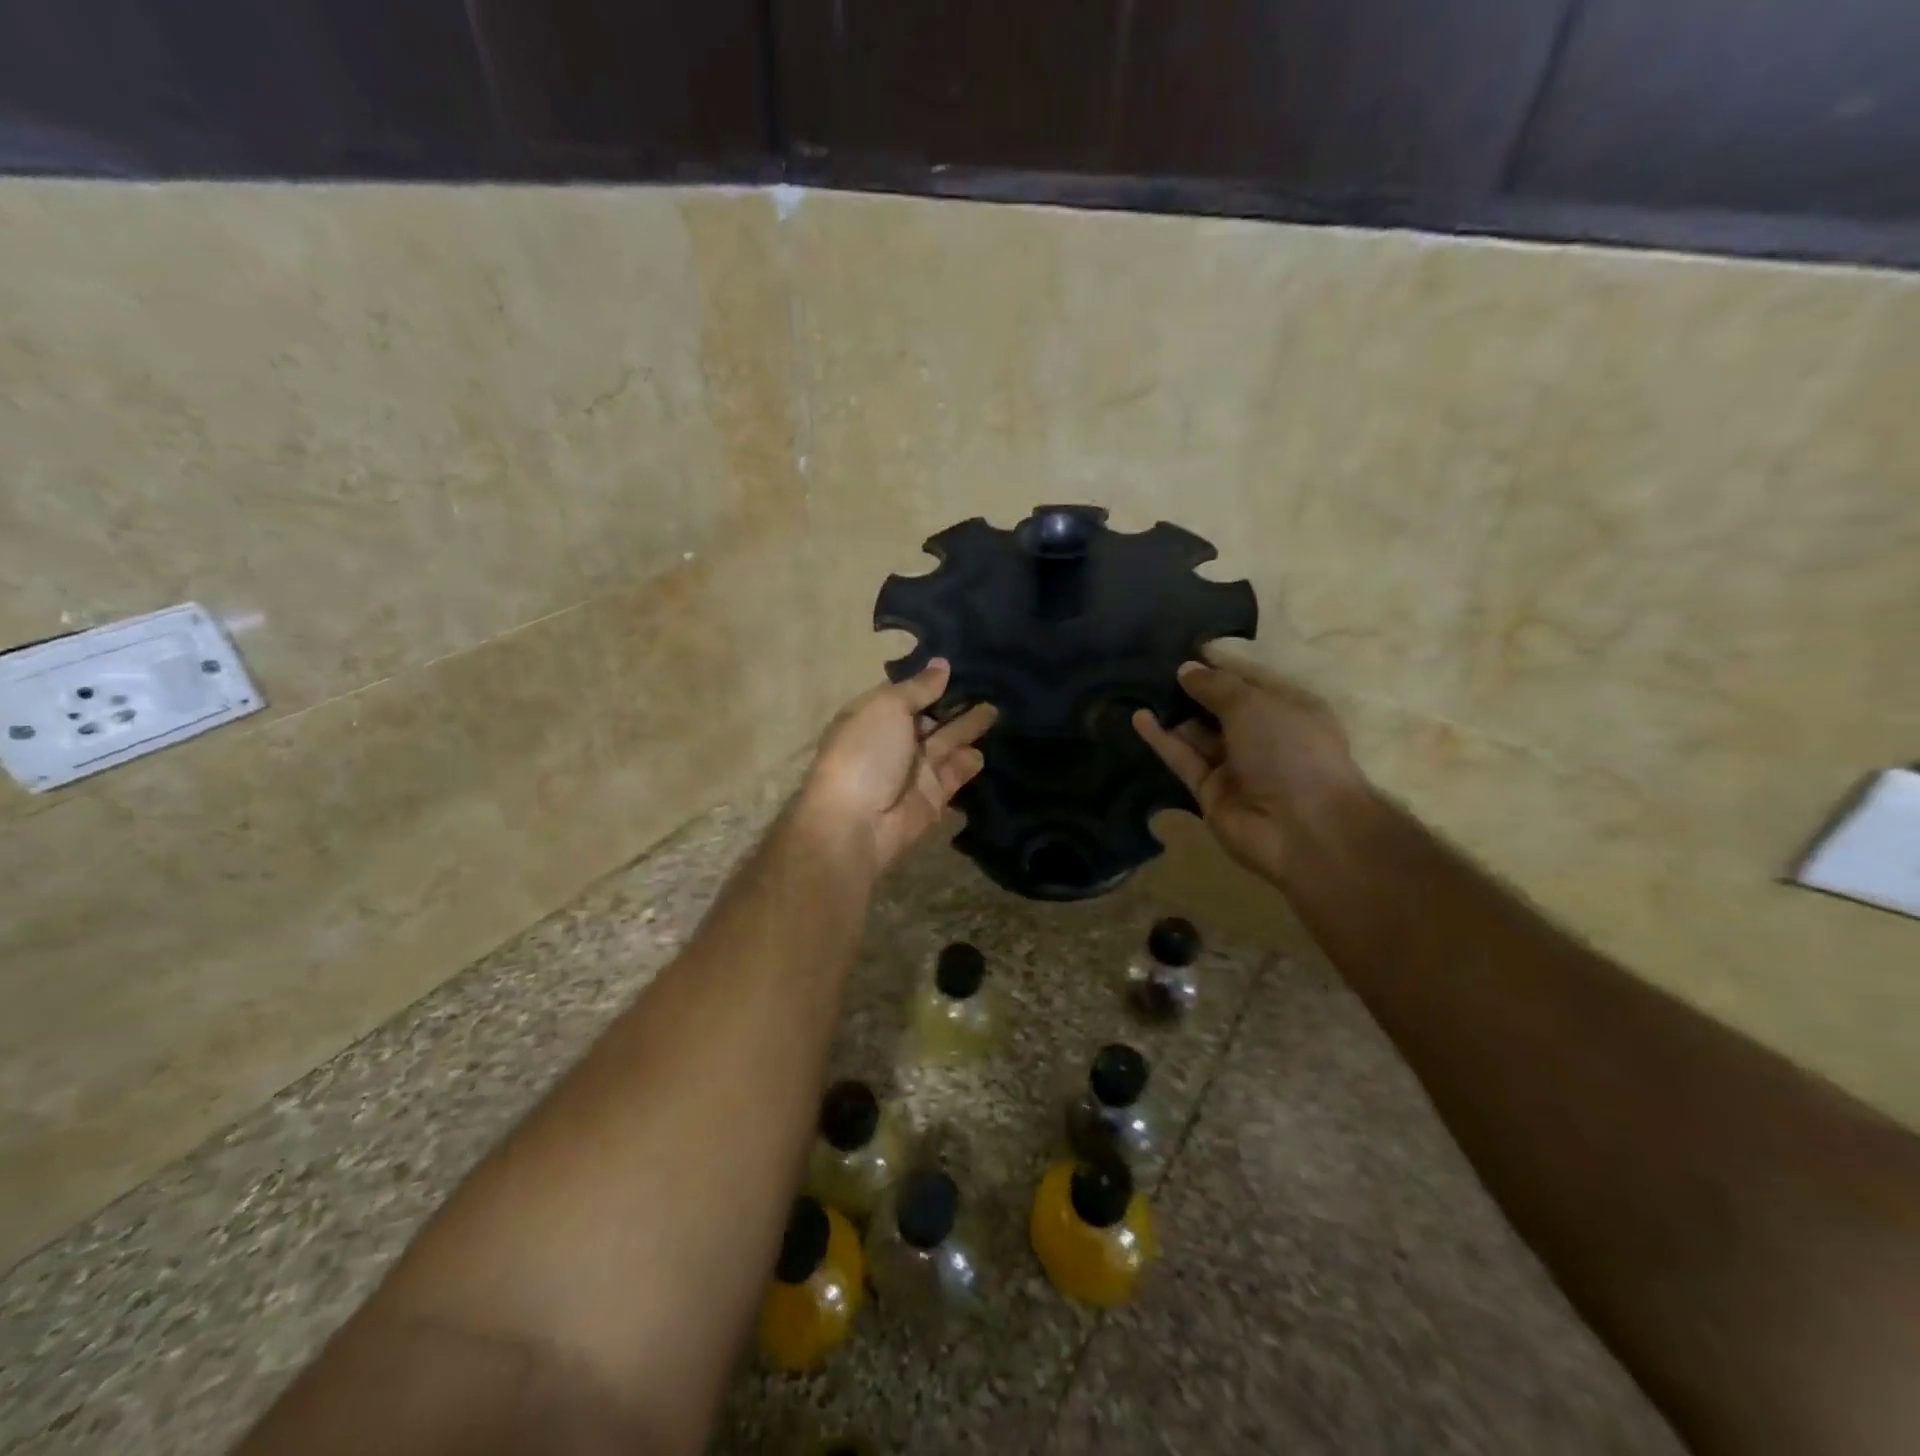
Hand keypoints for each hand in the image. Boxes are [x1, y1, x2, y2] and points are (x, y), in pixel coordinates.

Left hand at [800, 660, 997, 875]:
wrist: (858, 823)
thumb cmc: (865, 754)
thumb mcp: (887, 707)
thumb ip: (919, 687)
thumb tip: (943, 664)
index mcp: (877, 716)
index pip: (910, 693)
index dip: (935, 680)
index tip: (966, 662)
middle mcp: (897, 740)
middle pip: (933, 718)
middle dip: (958, 703)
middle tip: (993, 683)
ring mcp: (917, 770)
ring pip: (950, 743)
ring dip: (971, 728)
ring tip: (999, 708)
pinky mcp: (936, 796)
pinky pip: (958, 773)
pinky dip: (973, 761)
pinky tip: (993, 745)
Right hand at [1133, 657, 1372, 886]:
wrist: (1301, 828)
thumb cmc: (1290, 751)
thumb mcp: (1254, 704)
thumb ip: (1216, 686)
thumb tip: (1185, 670)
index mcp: (1288, 709)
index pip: (1250, 681)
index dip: (1220, 665)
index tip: (1186, 649)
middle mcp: (1263, 736)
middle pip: (1221, 708)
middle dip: (1193, 689)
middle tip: (1154, 666)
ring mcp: (1236, 766)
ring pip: (1198, 733)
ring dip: (1173, 713)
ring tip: (1139, 687)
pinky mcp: (1209, 791)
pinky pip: (1183, 759)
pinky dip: (1161, 739)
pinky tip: (1138, 716)